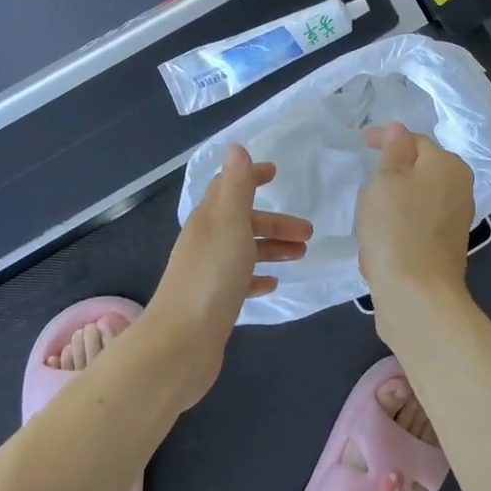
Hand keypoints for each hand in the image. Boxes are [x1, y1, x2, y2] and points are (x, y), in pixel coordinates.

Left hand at [146, 144, 311, 405]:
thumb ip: (236, 186)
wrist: (182, 344)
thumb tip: (236, 146)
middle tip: (308, 231)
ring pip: (244, 250)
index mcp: (208, 220)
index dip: (250, 177)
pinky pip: (240, 280)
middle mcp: (205, 242)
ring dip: (272, 247)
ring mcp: (208, 273)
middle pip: (242, 221)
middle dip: (274, 221)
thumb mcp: (229, 223)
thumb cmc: (211, 277)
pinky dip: (258, 276)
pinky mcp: (214, 301)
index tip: (276, 173)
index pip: (228, 187)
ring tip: (301, 255)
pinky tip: (273, 283)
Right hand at [356, 122, 475, 309]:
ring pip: (415, 199)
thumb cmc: (397, 227)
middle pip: (418, 170)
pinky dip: (397, 228)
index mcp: (448, 166)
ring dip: (392, 204)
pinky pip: (415, 225)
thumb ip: (393, 150)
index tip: (360, 143)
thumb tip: (398, 129)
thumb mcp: (386, 179)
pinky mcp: (445, 248)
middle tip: (364, 183)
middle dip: (390, 175)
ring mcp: (454, 220)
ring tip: (368, 216)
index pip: (414, 140)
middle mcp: (459, 189)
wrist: (416, 294)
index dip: (385, 139)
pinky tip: (379, 242)